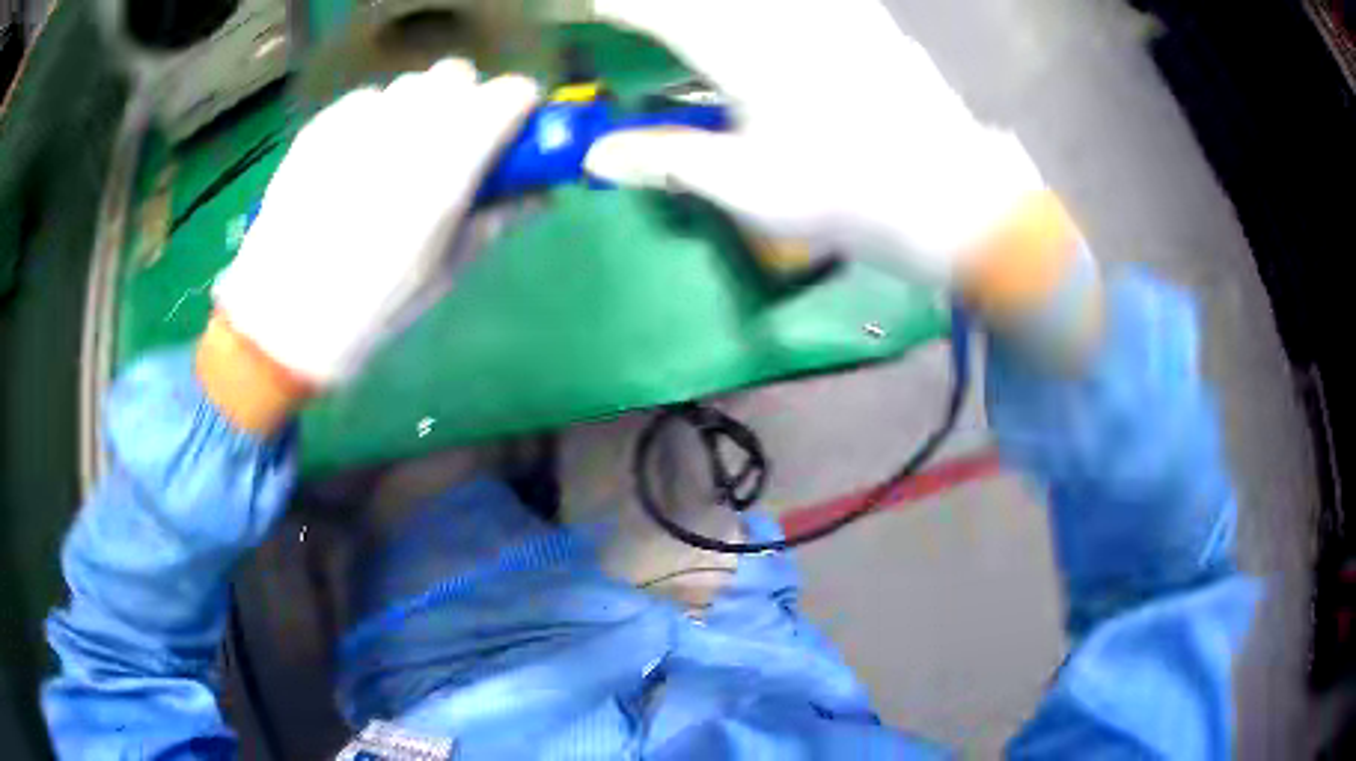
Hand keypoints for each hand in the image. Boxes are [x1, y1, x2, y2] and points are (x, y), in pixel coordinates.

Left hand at [200, 60, 539, 431]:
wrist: (280, 321)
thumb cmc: (370, 309)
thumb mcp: (445, 273)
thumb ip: (497, 218)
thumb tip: (540, 192)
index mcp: (447, 165)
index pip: (509, 93)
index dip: (517, 111)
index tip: (509, 139)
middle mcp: (405, 126)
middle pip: (457, 75)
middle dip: (466, 102)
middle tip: (451, 149)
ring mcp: (357, 121)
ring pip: (409, 84)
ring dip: (419, 108)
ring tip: (398, 156)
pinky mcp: (320, 126)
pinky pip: (366, 101)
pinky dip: (375, 119)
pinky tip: (356, 162)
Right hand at [586, 0, 1088, 325]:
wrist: (960, 204)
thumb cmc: (852, 202)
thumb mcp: (752, 190)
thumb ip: (669, 159)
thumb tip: (595, 156)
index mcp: (754, 57)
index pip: (671, 14)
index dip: (627, 6)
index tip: (595, 6)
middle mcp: (795, 20)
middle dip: (669, 4)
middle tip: (646, 13)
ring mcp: (842, 15)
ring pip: (767, 0)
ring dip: (721, 8)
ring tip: (704, 24)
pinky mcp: (877, 23)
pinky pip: (830, 3)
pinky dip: (783, 12)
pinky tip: (783, 26)